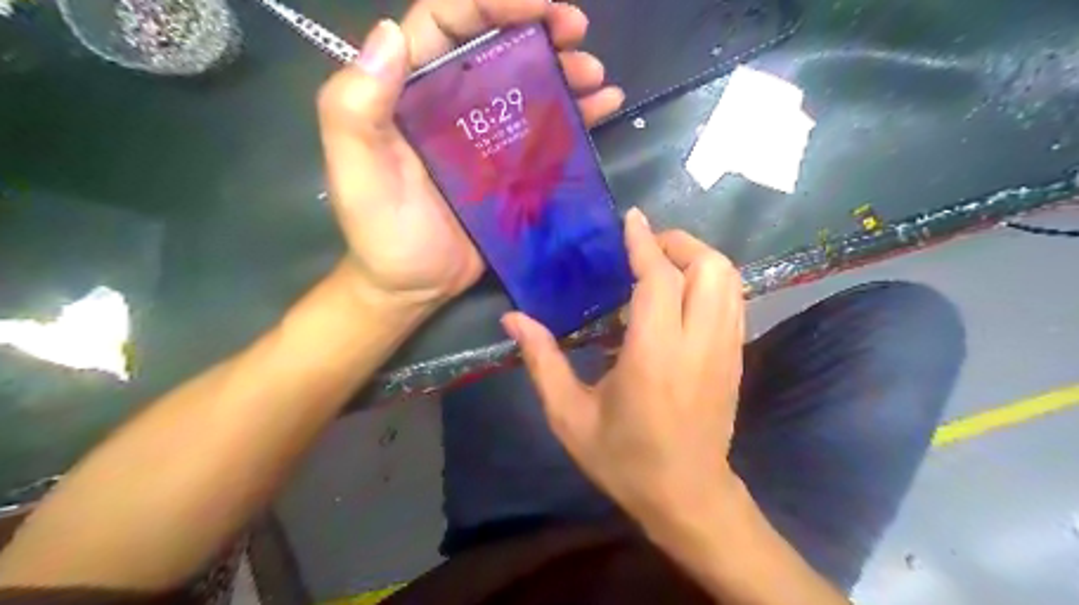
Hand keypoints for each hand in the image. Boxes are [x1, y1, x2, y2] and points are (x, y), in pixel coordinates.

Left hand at [317, 0, 623, 308]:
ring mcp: (486, 136)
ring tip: (596, 74)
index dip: (491, 0)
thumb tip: (389, 33)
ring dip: (565, 68)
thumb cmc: (382, 234)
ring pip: (527, 84)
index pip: (448, 22)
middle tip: (577, 30)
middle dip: (539, 26)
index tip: (540, 4)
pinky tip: (606, 104)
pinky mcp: (512, 168)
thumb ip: (355, 107)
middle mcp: (450, 103)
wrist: (413, 287)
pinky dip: (577, 114)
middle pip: (496, 45)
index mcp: (410, 92)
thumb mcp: (356, 172)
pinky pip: (546, 130)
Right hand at [504, 211, 743, 530]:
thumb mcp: (569, 416)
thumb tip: (513, 319)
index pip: (660, 279)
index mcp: (655, 356)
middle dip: (678, 243)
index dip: (645, 243)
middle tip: (644, 247)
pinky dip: (710, 279)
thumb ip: (542, 361)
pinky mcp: (736, 357)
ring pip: (729, 279)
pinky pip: (733, 299)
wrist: (687, 496)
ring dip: (698, 258)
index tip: (631, 219)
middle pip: (709, 267)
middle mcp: (699, 344)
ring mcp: (726, 350)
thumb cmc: (624, 459)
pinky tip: (681, 292)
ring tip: (662, 263)